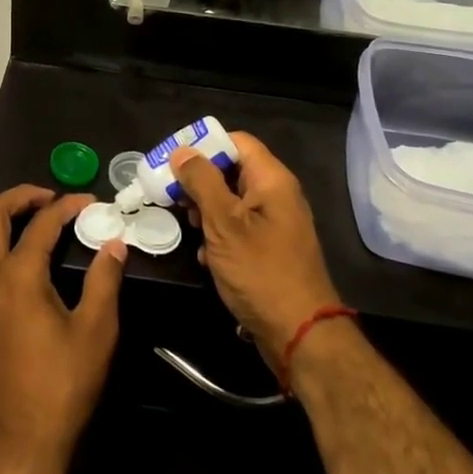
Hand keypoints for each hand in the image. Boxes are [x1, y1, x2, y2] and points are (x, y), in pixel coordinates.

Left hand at [0, 186, 125, 473]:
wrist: (19, 447)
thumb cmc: (62, 387)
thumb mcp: (97, 331)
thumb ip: (105, 280)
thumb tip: (113, 243)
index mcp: (18, 275)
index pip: (42, 223)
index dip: (67, 206)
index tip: (88, 204)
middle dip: (17, 199)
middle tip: (44, 201)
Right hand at [172, 134, 341, 367]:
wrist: (299, 332)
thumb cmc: (260, 271)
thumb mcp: (223, 223)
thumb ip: (202, 182)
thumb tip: (182, 151)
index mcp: (272, 180)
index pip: (237, 141)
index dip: (204, 145)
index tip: (174, 162)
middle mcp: (277, 195)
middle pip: (233, 169)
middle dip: (200, 181)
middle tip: (174, 197)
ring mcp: (276, 223)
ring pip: (232, 200)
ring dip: (206, 210)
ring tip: (188, 227)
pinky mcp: (270, 248)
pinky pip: (239, 227)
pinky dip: (219, 235)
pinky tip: (204, 255)